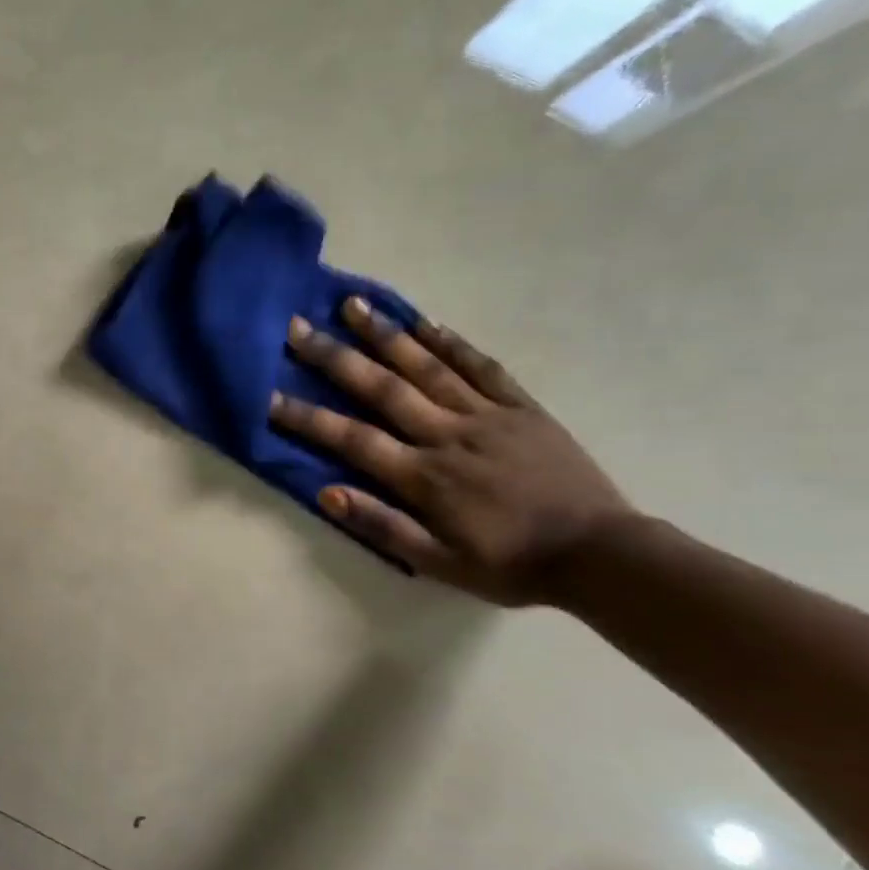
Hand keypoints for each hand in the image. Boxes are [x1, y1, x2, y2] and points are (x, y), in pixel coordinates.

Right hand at [268, 301, 631, 605]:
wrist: (599, 554)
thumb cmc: (509, 564)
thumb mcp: (438, 563)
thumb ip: (382, 527)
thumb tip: (327, 493)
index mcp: (424, 476)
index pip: (352, 439)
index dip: (306, 418)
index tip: (269, 396)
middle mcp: (448, 435)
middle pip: (382, 389)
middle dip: (334, 357)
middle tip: (297, 328)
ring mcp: (487, 416)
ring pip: (427, 367)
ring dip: (386, 335)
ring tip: (352, 305)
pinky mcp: (521, 408)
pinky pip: (482, 368)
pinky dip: (451, 342)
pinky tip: (424, 323)